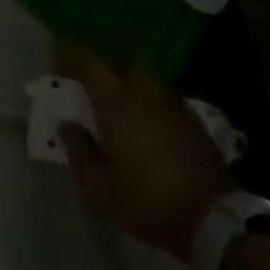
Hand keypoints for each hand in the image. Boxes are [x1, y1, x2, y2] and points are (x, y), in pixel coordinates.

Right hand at [56, 49, 225, 261]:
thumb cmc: (143, 200)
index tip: (60, 50)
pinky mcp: (195, 125)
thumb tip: (67, 126)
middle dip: (107, 71)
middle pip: (126, 68)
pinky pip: (166, 103)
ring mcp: (177, 110)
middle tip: (91, 86)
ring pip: (149, 85)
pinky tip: (145, 127)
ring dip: (131, 88)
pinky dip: (150, 106)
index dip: (74, 55)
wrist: (209, 219)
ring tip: (118, 108)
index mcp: (119, 107)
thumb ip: (78, 149)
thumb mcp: (97, 184)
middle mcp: (149, 98)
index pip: (92, 67)